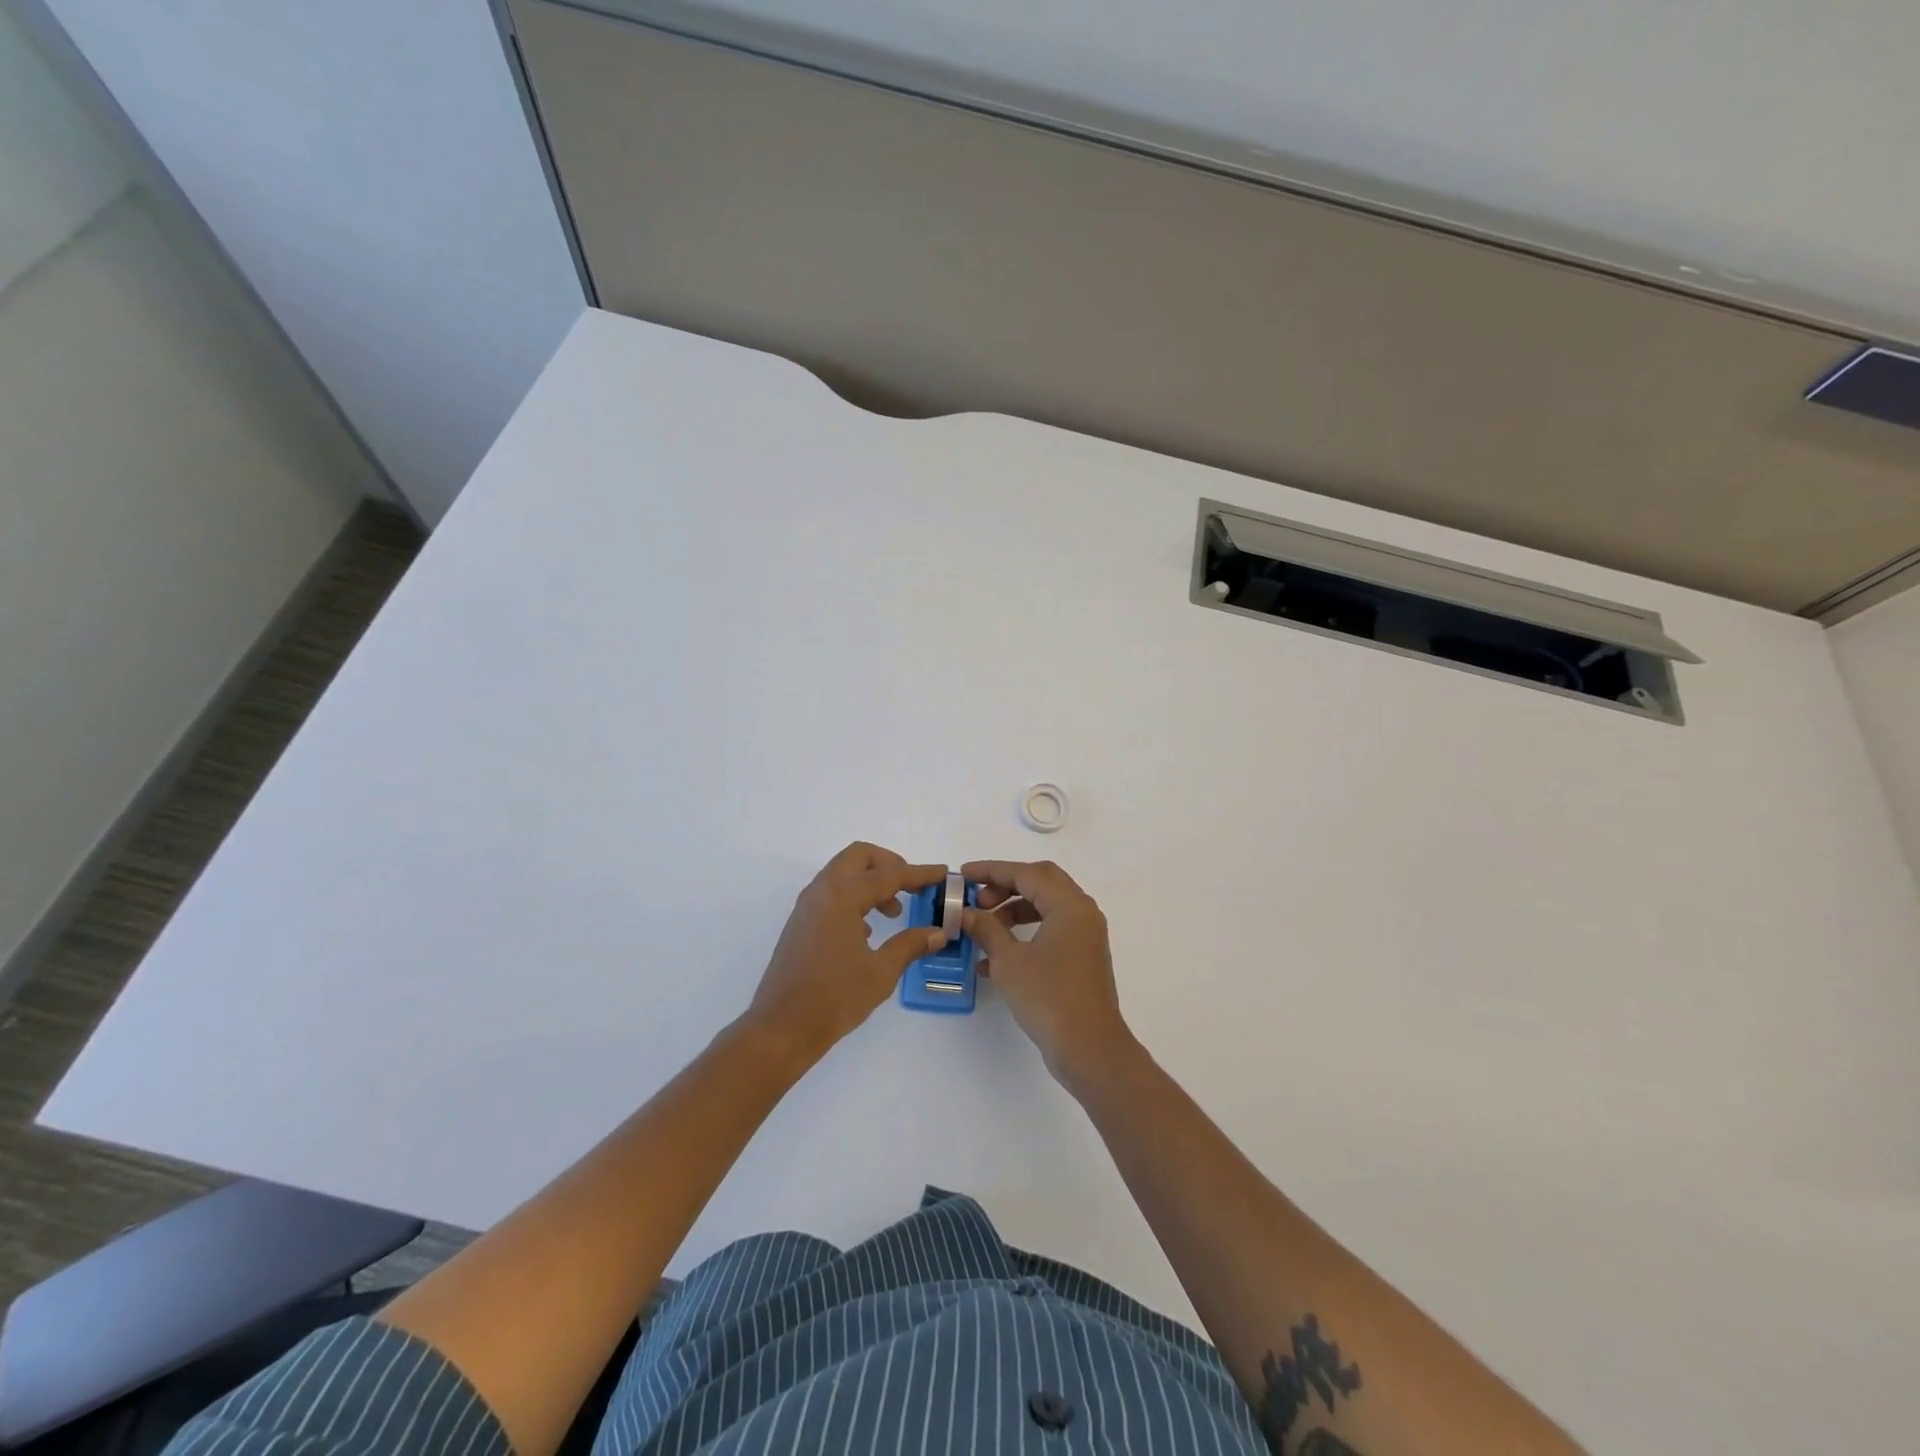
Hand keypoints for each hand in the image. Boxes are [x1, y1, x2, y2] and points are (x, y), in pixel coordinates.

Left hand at [747, 843, 948, 1063]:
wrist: (781, 1028)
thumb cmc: (835, 998)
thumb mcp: (881, 972)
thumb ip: (910, 945)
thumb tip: (938, 932)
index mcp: (842, 897)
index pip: (889, 874)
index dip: (919, 874)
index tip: (943, 874)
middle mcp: (822, 892)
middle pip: (859, 856)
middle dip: (890, 864)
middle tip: (912, 887)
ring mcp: (807, 906)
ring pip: (843, 872)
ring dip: (871, 881)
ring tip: (894, 912)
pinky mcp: (801, 922)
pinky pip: (832, 892)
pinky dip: (854, 896)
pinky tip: (868, 929)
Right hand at [961, 859, 1138, 1089]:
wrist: (1089, 1049)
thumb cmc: (1048, 997)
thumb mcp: (1009, 961)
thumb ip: (986, 929)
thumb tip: (966, 913)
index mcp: (1069, 905)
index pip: (1026, 874)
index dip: (992, 871)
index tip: (964, 875)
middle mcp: (1082, 913)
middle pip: (1040, 883)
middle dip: (1005, 886)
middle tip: (978, 899)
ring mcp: (1085, 936)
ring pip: (1044, 907)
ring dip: (1012, 911)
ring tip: (983, 928)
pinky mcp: (1081, 957)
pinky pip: (1049, 931)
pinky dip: (1024, 935)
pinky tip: (993, 960)